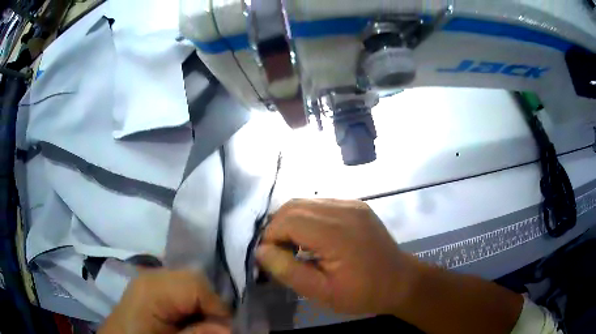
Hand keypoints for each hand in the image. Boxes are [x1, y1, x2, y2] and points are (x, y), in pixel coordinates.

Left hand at [99, 269, 230, 333]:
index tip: (222, 330)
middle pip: (194, 280)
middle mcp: (152, 276)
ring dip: (202, 305)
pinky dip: (191, 304)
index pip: (196, 284)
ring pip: (191, 283)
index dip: (216, 308)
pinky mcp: (153, 286)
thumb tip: (229, 328)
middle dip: (210, 305)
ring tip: (198, 325)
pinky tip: (187, 319)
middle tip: (210, 329)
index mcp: (152, 288)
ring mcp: (151, 279)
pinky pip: (181, 288)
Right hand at [256, 199, 419, 314]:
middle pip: (293, 206)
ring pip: (305, 202)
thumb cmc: (363, 293)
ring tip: (294, 247)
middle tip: (280, 253)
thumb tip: (261, 250)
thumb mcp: (322, 292)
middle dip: (278, 228)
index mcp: (336, 232)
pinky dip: (308, 218)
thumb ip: (288, 271)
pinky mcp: (356, 205)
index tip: (272, 259)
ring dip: (291, 222)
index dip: (271, 237)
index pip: (288, 220)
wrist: (400, 281)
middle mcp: (344, 209)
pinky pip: (321, 204)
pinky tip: (313, 239)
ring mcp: (352, 204)